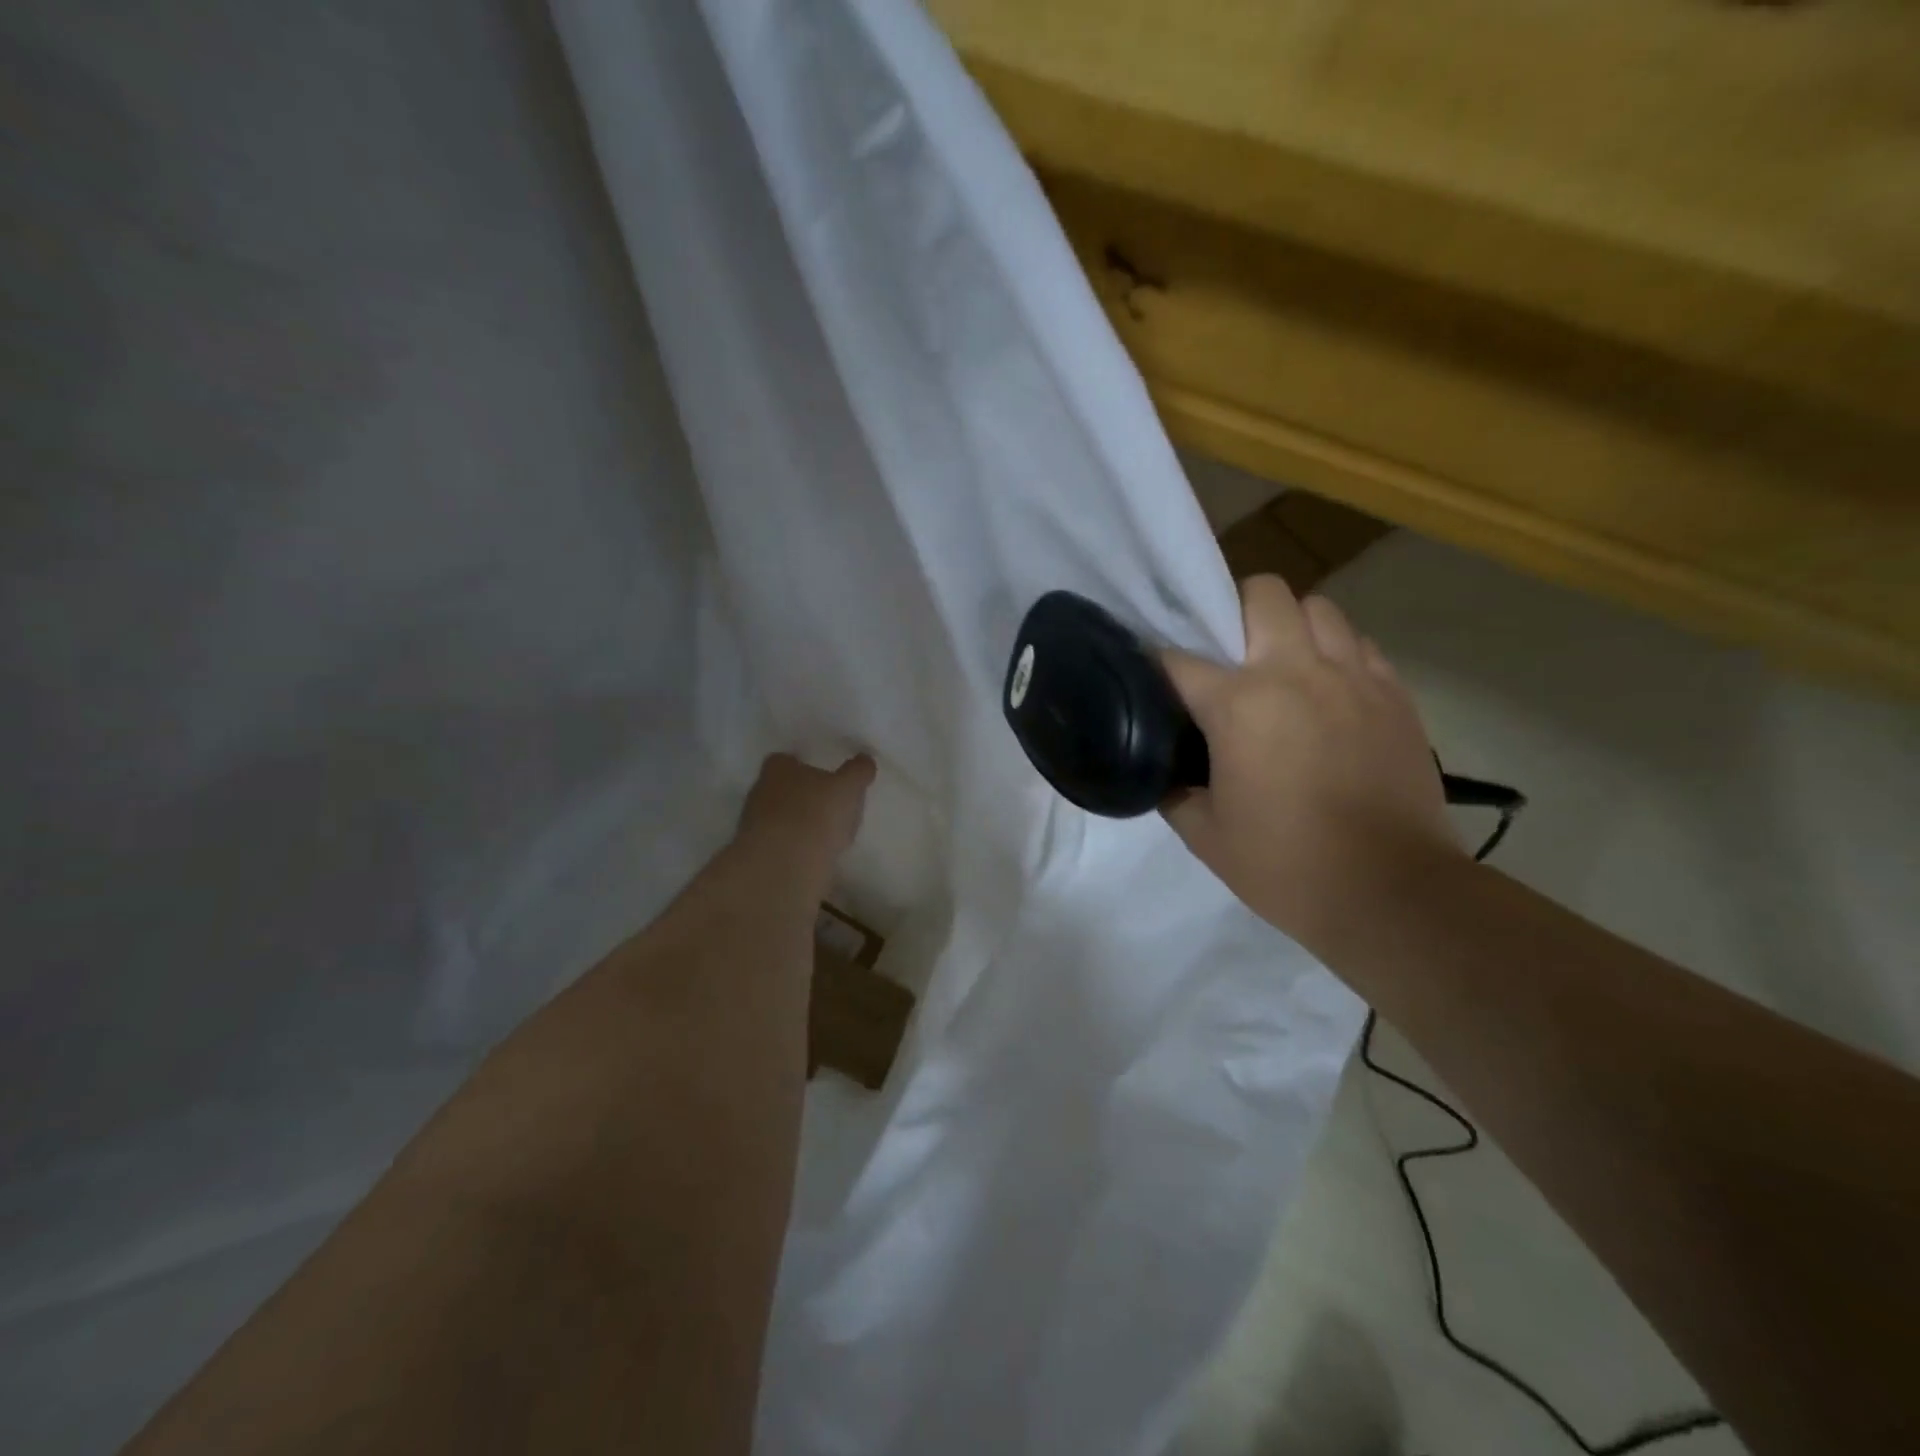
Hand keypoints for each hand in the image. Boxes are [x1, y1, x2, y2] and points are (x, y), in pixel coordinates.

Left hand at [735, 753, 874, 890]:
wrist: (784, 865)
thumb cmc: (816, 813)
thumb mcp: (848, 788)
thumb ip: (857, 772)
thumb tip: (865, 760)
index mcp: (778, 768)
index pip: (786, 760)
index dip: (805, 766)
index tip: (825, 777)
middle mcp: (760, 791)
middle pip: (782, 789)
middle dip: (802, 796)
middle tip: (829, 805)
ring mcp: (754, 825)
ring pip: (780, 818)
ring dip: (799, 824)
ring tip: (827, 835)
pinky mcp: (758, 854)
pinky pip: (781, 845)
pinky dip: (796, 848)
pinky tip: (816, 857)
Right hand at [1161, 577, 1458, 958]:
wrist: (1390, 893)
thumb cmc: (1285, 865)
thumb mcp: (1205, 835)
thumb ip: (1174, 789)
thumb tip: (1165, 768)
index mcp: (1239, 705)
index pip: (1177, 659)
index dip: (1155, 664)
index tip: (1150, 676)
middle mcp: (1296, 672)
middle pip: (1263, 593)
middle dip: (1234, 611)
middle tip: (1227, 654)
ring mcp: (1353, 677)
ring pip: (1319, 607)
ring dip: (1291, 626)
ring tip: (1283, 665)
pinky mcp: (1395, 695)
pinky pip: (1360, 645)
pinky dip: (1337, 652)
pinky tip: (1328, 690)